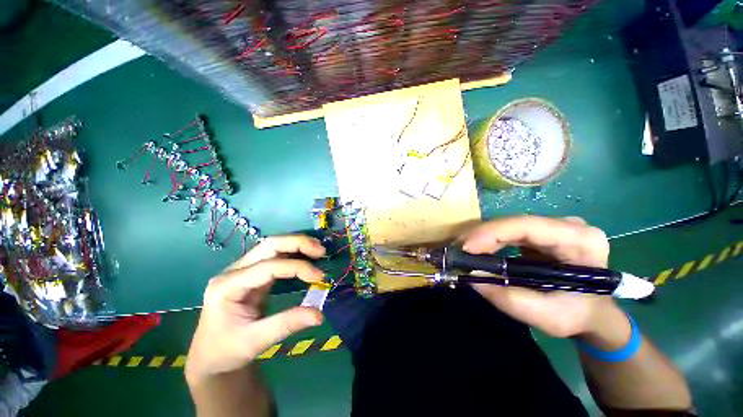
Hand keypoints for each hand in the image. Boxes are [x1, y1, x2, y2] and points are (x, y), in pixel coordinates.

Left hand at [185, 236, 325, 382]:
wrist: (210, 356)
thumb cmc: (226, 351)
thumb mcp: (255, 342)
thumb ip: (287, 324)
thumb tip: (319, 315)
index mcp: (228, 286)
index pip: (268, 267)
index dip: (297, 267)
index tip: (319, 277)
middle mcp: (235, 271)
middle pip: (269, 245)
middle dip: (297, 244)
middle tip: (321, 251)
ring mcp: (244, 270)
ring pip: (273, 246)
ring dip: (297, 245)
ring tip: (318, 250)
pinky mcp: (254, 274)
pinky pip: (276, 256)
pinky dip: (294, 253)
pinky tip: (308, 256)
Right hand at [460, 215, 622, 338]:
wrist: (594, 312)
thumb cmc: (578, 315)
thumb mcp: (547, 317)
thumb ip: (509, 298)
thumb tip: (471, 276)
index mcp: (581, 241)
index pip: (528, 226)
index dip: (493, 233)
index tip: (466, 247)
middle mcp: (568, 225)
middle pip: (515, 223)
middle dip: (482, 236)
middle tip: (459, 250)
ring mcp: (554, 226)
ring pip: (509, 226)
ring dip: (483, 237)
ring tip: (464, 251)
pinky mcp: (541, 233)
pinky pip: (509, 232)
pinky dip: (490, 240)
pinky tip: (478, 249)